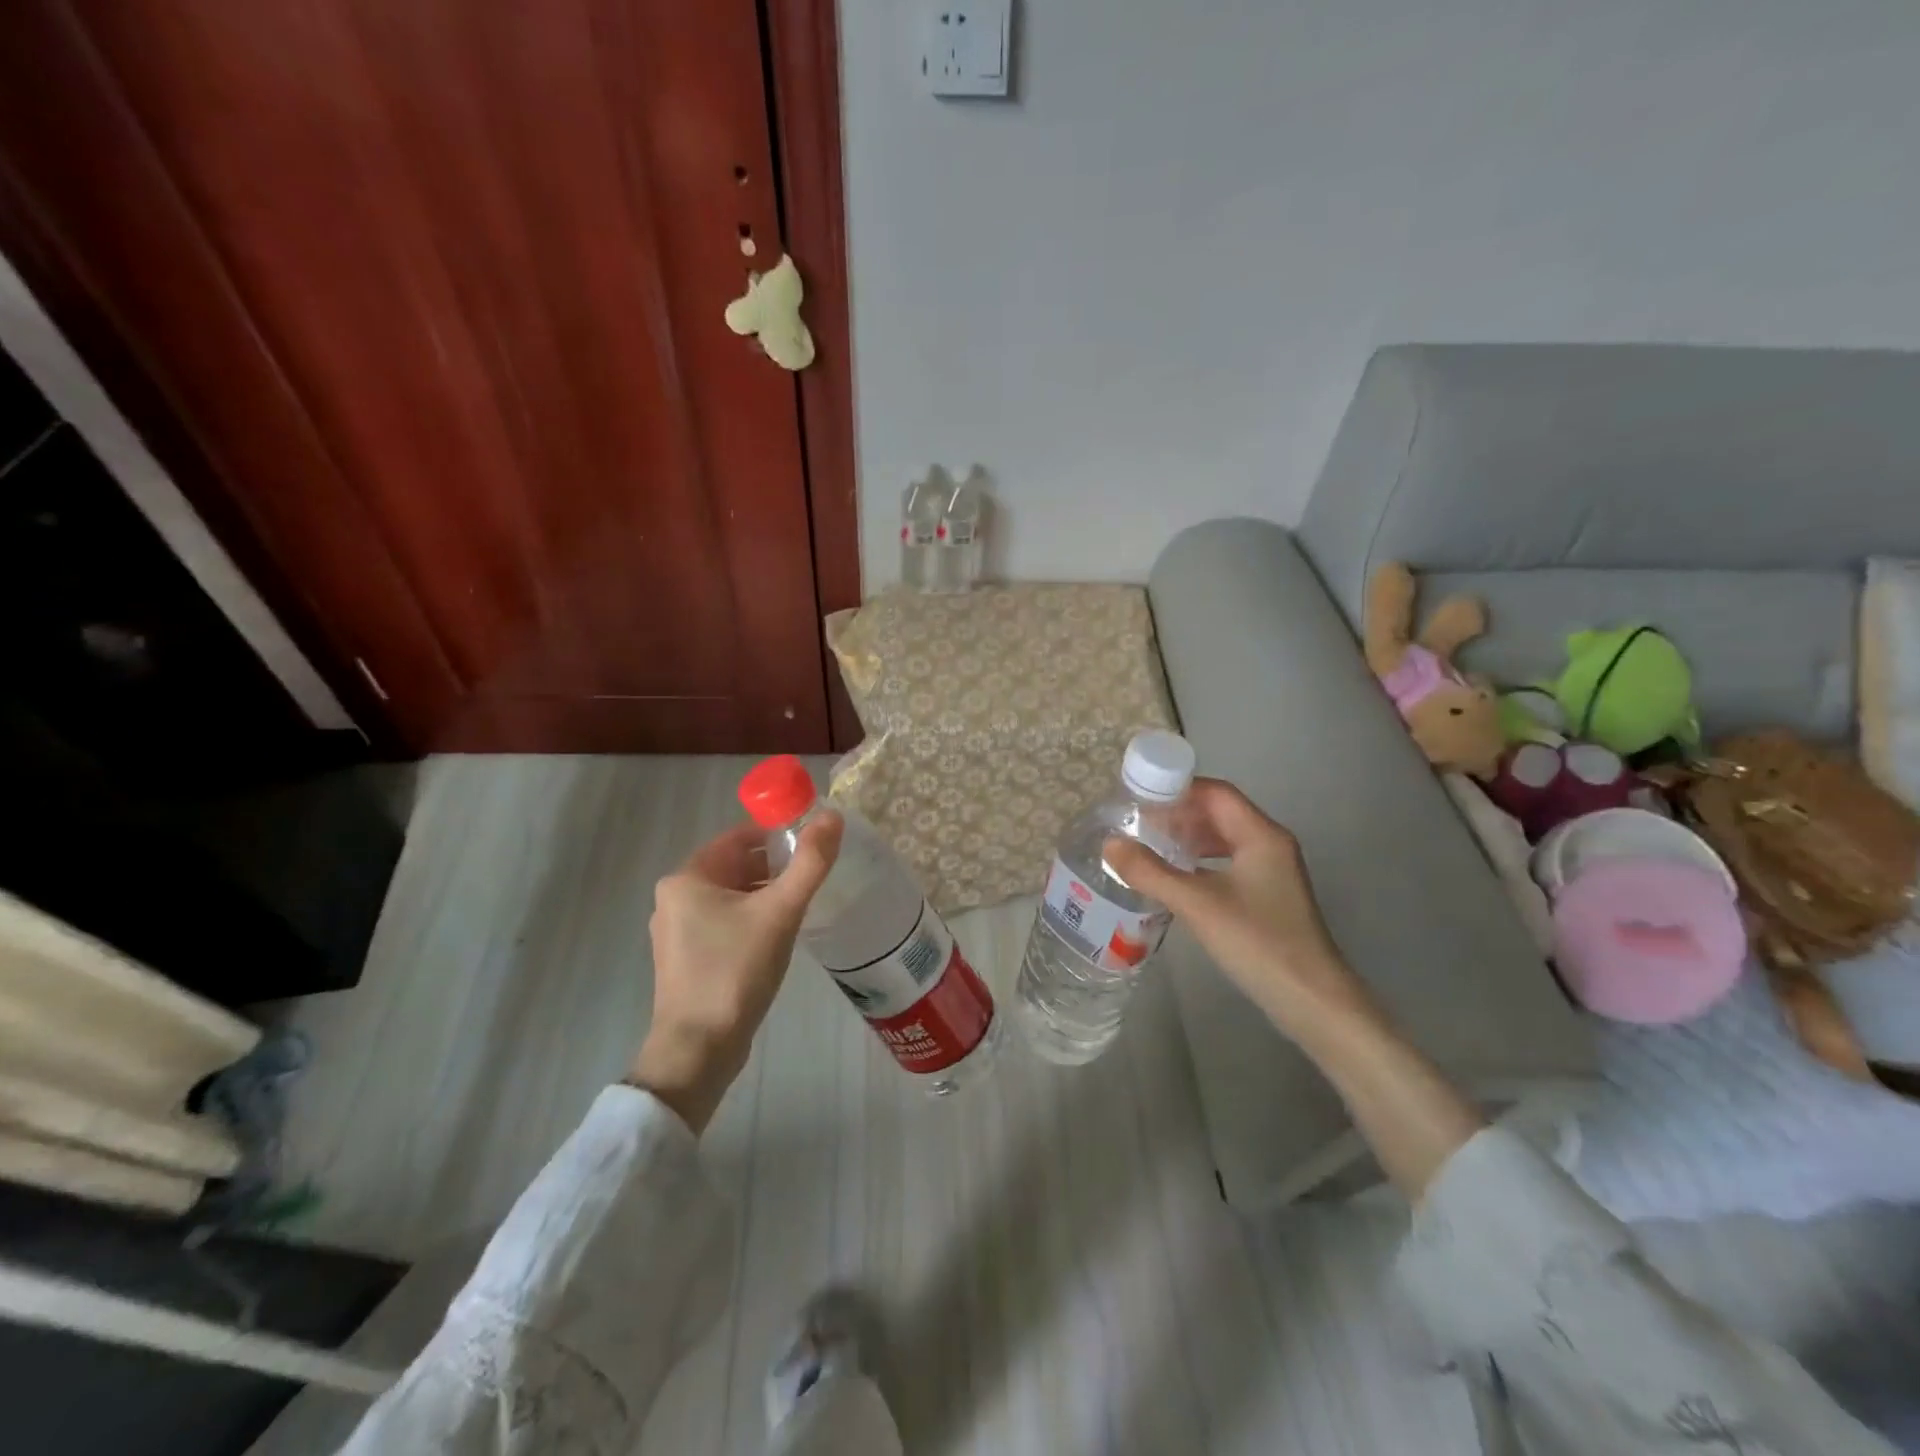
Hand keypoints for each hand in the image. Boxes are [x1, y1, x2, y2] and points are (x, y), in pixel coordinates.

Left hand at [630, 813, 842, 1132]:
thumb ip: (810, 863)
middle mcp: (675, 898)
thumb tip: (833, 816)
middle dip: (776, 866)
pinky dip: (753, 918)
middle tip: (815, 875)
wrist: (699, 1049)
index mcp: (687, 878)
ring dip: (767, 894)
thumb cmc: (735, 971)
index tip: (814, 842)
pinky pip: (726, 922)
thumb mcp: (780, 912)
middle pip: (736, 865)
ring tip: (804, 904)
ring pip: (733, 895)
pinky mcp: (688, 958)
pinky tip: (780, 935)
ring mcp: (678, 931)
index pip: (739, 836)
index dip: (778, 833)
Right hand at [1104, 779, 1373, 1040]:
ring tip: (1148, 847)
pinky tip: (1173, 878)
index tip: (1139, 796)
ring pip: (1222, 840)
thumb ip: (1151, 872)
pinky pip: (1226, 863)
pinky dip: (1198, 863)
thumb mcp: (1197, 904)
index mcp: (1261, 835)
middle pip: (1219, 813)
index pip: (1216, 793)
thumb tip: (1110, 843)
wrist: (1311, 1001)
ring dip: (1187, 839)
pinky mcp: (1267, 897)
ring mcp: (1271, 872)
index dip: (1177, 789)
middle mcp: (1270, 845)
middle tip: (1137, 824)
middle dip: (1178, 814)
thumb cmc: (1258, 943)